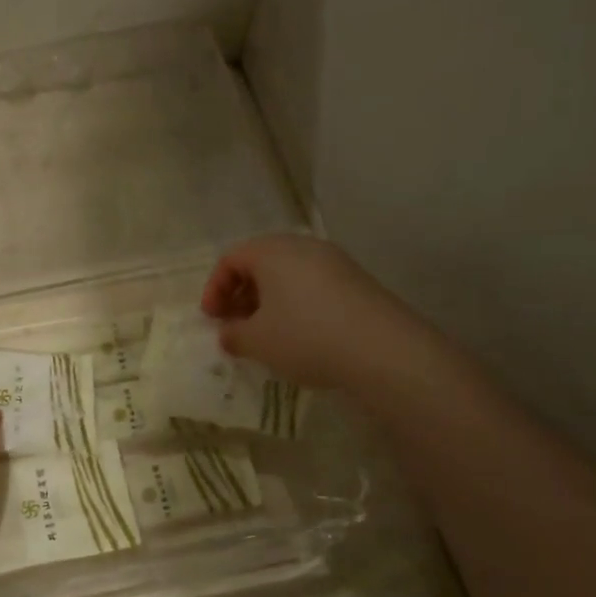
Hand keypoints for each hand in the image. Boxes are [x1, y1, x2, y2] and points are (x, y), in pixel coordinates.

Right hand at [201, 234, 403, 388]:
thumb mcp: (257, 342)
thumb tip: (229, 333)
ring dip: (268, 302)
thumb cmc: (306, 337)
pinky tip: (298, 336)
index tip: (212, 320)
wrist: (383, 350)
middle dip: (241, 295)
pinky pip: (312, 286)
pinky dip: (295, 305)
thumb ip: (233, 335)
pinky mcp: (356, 282)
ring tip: (265, 335)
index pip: (231, 259)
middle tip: (235, 326)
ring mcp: (334, 262)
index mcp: (272, 251)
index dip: (214, 289)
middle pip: (260, 263)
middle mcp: (303, 246)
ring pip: (288, 275)